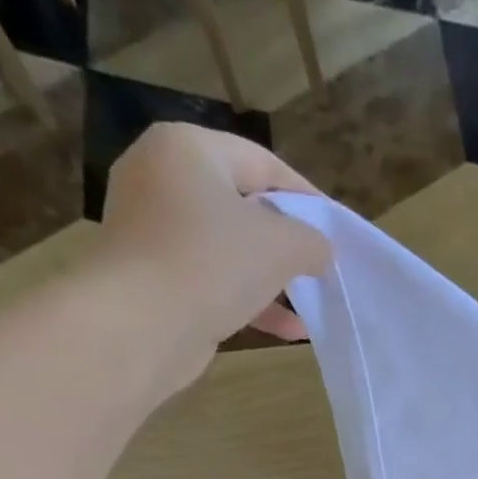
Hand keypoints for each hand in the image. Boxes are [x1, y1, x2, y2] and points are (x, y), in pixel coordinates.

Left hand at [96, 124, 330, 376]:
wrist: (140, 324)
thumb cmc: (212, 264)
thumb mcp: (281, 246)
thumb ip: (311, 242)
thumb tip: (321, 250)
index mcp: (188, 149)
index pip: (262, 163)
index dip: (306, 197)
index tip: (337, 230)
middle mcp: (162, 178)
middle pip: (243, 207)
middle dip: (287, 242)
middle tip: (321, 267)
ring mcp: (153, 230)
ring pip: (229, 249)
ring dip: (273, 279)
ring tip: (309, 304)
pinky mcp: (153, 276)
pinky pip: (212, 281)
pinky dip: (249, 300)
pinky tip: (287, 329)